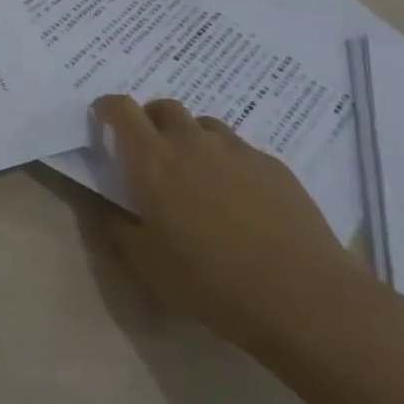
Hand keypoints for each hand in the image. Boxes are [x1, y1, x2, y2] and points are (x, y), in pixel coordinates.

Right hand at [92, 94, 354, 349]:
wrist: (301, 296)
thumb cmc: (209, 281)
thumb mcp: (146, 264)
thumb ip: (120, 228)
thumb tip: (111, 209)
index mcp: (152, 160)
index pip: (122, 110)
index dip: (108, 107)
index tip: (102, 116)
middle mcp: (192, 143)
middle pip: (165, 107)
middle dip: (150, 119)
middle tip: (149, 148)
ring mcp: (237, 151)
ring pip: (205, 125)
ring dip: (190, 137)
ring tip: (195, 172)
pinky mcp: (273, 166)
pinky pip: (240, 150)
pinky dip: (227, 161)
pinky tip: (237, 197)